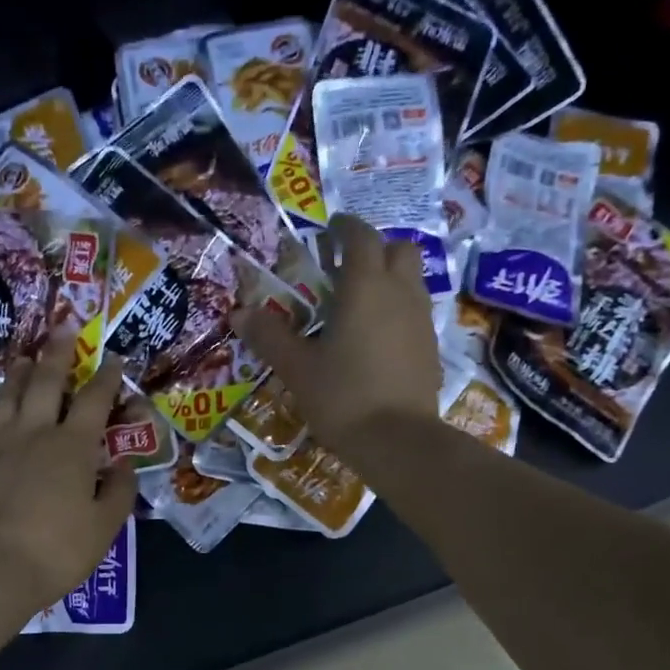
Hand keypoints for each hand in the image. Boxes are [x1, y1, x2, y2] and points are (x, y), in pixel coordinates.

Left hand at [0, 332, 137, 621]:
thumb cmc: (54, 551)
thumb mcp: (103, 527)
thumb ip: (118, 491)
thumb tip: (125, 464)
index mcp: (72, 446)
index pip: (94, 400)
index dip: (107, 377)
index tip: (114, 359)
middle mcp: (34, 433)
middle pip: (46, 382)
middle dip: (57, 353)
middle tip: (61, 327)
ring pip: (9, 395)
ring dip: (20, 373)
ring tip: (25, 358)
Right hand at [232, 215, 439, 457]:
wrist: (398, 441)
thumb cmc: (342, 397)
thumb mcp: (296, 368)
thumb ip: (269, 336)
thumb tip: (239, 313)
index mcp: (364, 287)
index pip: (360, 237)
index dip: (343, 227)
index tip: (328, 230)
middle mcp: (400, 293)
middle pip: (396, 249)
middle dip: (373, 248)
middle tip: (344, 268)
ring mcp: (421, 320)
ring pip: (411, 279)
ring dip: (388, 277)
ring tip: (358, 302)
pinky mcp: (430, 346)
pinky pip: (416, 310)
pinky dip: (397, 308)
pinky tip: (376, 337)